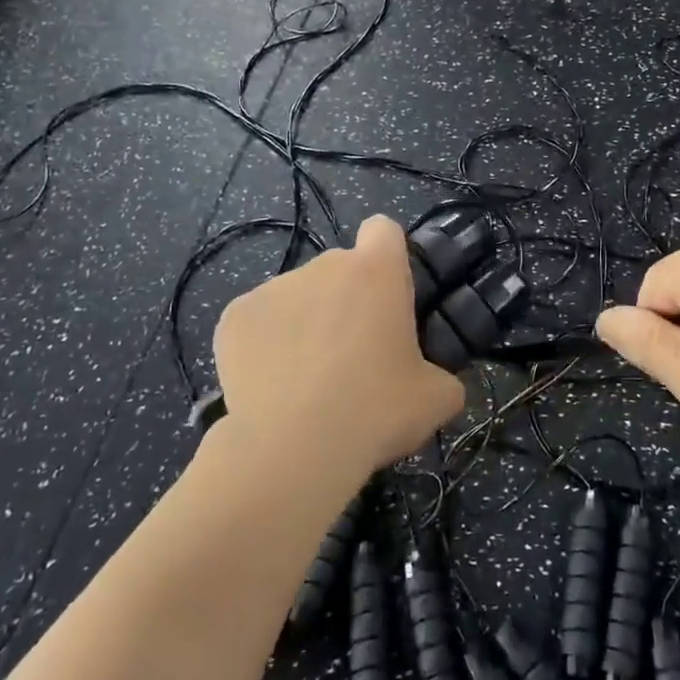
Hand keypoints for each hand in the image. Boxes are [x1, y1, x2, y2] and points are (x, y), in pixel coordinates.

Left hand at [213, 215, 465, 486]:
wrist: (293, 449)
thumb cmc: (375, 411)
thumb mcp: (436, 399)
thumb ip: (444, 377)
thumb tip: (438, 383)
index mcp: (377, 271)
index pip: (383, 230)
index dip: (388, 256)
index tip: (388, 294)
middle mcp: (324, 266)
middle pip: (339, 269)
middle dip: (346, 301)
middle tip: (354, 356)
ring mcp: (274, 288)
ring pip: (297, 296)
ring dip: (306, 323)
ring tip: (307, 380)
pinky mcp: (235, 316)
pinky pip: (258, 321)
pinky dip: (265, 344)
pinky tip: (271, 385)